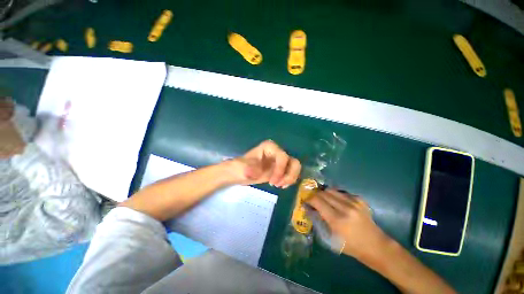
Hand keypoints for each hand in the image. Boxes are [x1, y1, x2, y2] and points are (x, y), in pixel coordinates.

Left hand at [225, 140, 300, 187]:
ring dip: (290, 178)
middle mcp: (277, 152)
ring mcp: (280, 161)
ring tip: (279, 185)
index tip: (272, 182)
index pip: (282, 156)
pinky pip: (291, 173)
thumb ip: (248, 169)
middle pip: (293, 162)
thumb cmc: (239, 167)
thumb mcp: (241, 167)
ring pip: (295, 167)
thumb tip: (257, 173)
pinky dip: (289, 180)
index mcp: (269, 147)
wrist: (239, 173)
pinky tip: (281, 185)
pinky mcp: (280, 168)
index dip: (280, 169)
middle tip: (278, 185)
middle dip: (289, 175)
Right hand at [306, 189, 389, 259]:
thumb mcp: (330, 238)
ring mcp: (354, 201)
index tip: (305, 201)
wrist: (376, 246)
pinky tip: (337, 202)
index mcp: (337, 220)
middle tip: (313, 200)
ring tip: (324, 200)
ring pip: (331, 190)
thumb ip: (318, 221)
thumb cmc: (351, 246)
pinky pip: (341, 192)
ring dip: (324, 194)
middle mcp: (345, 207)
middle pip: (323, 193)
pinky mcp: (359, 199)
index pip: (316, 200)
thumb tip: (308, 208)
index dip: (308, 199)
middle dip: (315, 195)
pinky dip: (335, 195)